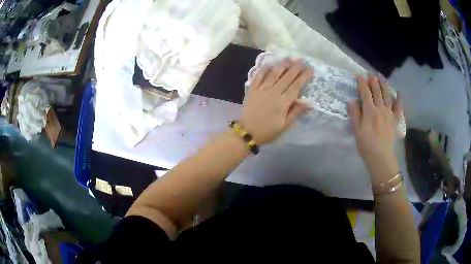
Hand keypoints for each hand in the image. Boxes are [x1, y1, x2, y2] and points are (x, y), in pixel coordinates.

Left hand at [240, 60, 311, 144]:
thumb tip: (310, 102)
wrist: (247, 132)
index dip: (304, 76)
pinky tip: (270, 63)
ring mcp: (262, 89)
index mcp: (283, 102)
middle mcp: (274, 92)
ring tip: (289, 58)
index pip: (296, 85)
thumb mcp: (285, 125)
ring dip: (283, 65)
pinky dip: (264, 69)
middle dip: (296, 67)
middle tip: (302, 60)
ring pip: (274, 73)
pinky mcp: (252, 89)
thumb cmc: (268, 131)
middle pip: (287, 77)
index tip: (310, 69)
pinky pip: (259, 76)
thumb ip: (296, 111)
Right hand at [347, 75, 402, 185]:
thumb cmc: (366, 145)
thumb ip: (354, 114)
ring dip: (384, 85)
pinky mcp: (395, 120)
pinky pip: (398, 108)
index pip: (365, 92)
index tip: (359, 76)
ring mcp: (389, 113)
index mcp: (369, 111)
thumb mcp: (356, 131)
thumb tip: (351, 101)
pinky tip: (398, 93)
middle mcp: (380, 108)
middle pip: (377, 91)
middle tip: (371, 73)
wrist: (381, 157)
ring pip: (387, 95)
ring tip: (382, 77)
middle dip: (373, 81)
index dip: (362, 83)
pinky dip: (398, 99)